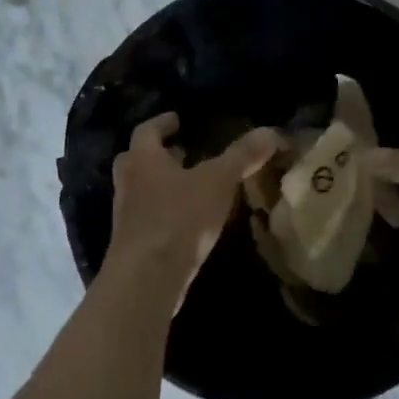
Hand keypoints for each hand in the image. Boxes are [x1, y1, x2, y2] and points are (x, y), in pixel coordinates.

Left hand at [105, 113, 281, 305]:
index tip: (176, 119)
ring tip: (189, 186)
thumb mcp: (218, 181)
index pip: (147, 130)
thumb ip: (242, 156)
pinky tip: (186, 222)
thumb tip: (271, 131)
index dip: (162, 123)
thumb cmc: (179, 218)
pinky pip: (146, 218)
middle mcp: (129, 183)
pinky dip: (163, 212)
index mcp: (143, 159)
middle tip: (181, 152)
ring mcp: (126, 216)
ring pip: (140, 190)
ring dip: (160, 184)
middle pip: (136, 160)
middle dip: (158, 154)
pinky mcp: (132, 245)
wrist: (147, 278)